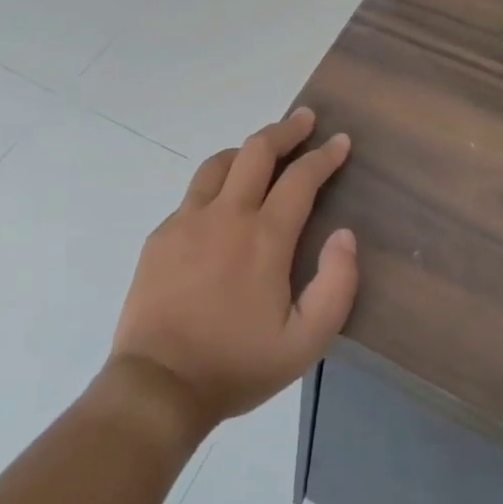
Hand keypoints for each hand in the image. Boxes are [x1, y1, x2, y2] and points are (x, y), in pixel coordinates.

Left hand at [109, 107, 357, 435]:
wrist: (158, 384)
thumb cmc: (237, 365)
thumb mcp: (305, 342)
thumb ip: (336, 285)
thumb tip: (344, 235)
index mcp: (264, 237)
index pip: (300, 178)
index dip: (324, 155)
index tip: (340, 141)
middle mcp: (225, 215)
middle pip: (256, 151)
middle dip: (286, 130)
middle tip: (305, 119)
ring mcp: (187, 221)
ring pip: (219, 163)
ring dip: (246, 149)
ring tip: (263, 152)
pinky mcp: (161, 235)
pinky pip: (194, 194)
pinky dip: (217, 183)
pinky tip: (222, 203)